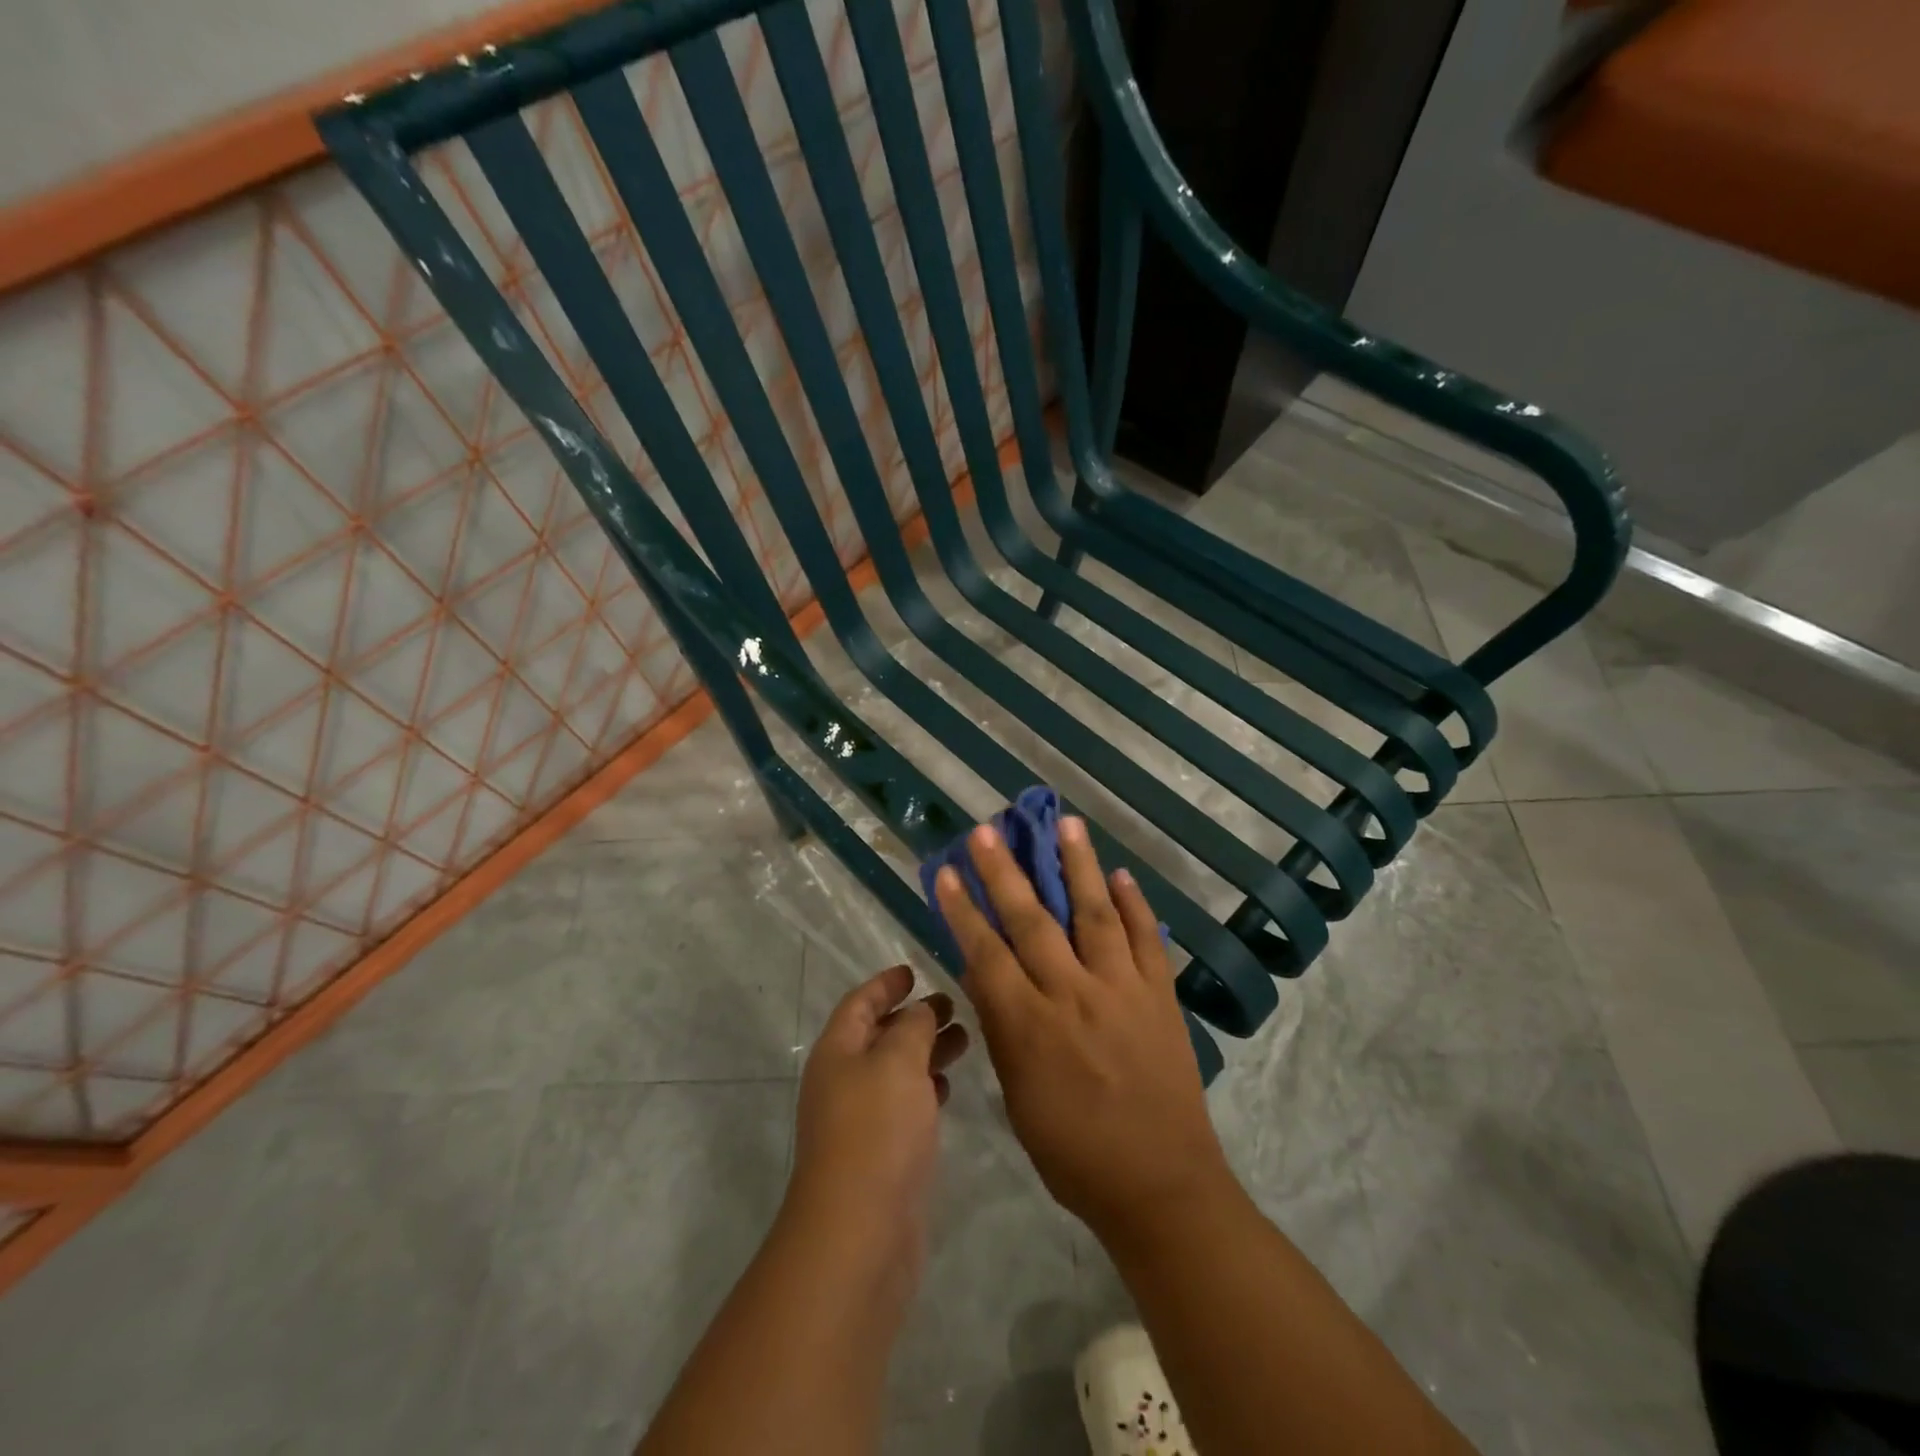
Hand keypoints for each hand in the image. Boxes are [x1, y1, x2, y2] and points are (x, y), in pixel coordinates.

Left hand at [785, 964, 969, 1298]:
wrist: (860, 1231)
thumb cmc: (876, 1129)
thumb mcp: (897, 1061)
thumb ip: (913, 1026)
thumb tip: (921, 1010)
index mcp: (838, 1051)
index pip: (860, 1003)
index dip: (885, 984)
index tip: (913, 971)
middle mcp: (844, 1081)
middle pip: (880, 1035)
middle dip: (914, 1017)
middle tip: (954, 1005)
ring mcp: (861, 1120)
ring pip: (896, 1071)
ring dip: (926, 1051)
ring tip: (965, 1040)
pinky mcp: (882, 1154)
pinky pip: (904, 1105)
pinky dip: (926, 1088)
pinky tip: (949, 1086)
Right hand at [934, 819, 1233, 1244]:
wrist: (1161, 1185)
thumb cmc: (1074, 1152)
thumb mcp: (1019, 1098)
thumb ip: (1002, 1030)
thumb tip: (983, 973)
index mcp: (1031, 1026)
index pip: (986, 953)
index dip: (962, 909)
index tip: (945, 872)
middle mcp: (1074, 994)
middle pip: (1033, 921)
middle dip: (1006, 871)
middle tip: (988, 830)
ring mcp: (1123, 989)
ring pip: (1095, 913)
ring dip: (1077, 865)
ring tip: (1065, 823)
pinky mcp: (1160, 995)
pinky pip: (1147, 939)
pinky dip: (1135, 904)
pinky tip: (1120, 874)